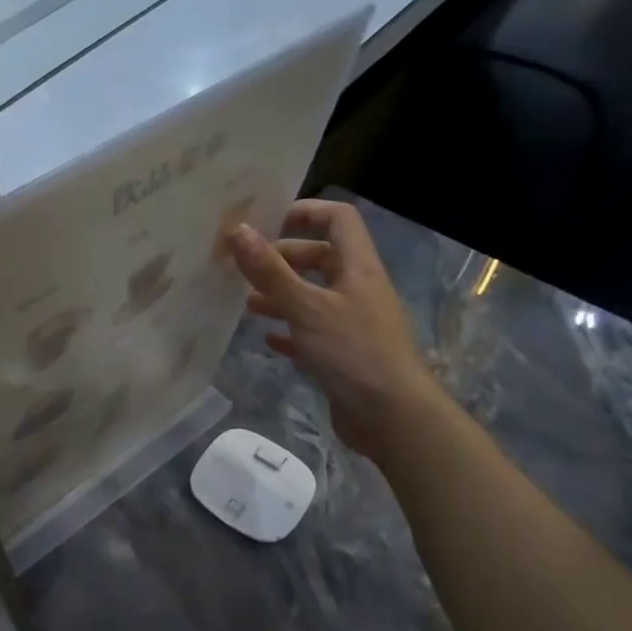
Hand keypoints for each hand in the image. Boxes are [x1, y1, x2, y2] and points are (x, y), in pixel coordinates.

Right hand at [228, 198, 438, 459]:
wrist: (394, 418)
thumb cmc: (353, 352)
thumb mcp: (306, 307)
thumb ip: (270, 271)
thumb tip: (237, 230)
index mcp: (358, 268)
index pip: (338, 219)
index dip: (305, 212)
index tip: (267, 222)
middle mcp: (357, 289)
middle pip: (320, 257)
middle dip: (282, 259)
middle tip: (245, 268)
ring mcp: (352, 323)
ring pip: (312, 296)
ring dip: (280, 295)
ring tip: (246, 304)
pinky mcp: (344, 354)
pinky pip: (312, 332)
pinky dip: (289, 331)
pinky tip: (267, 339)